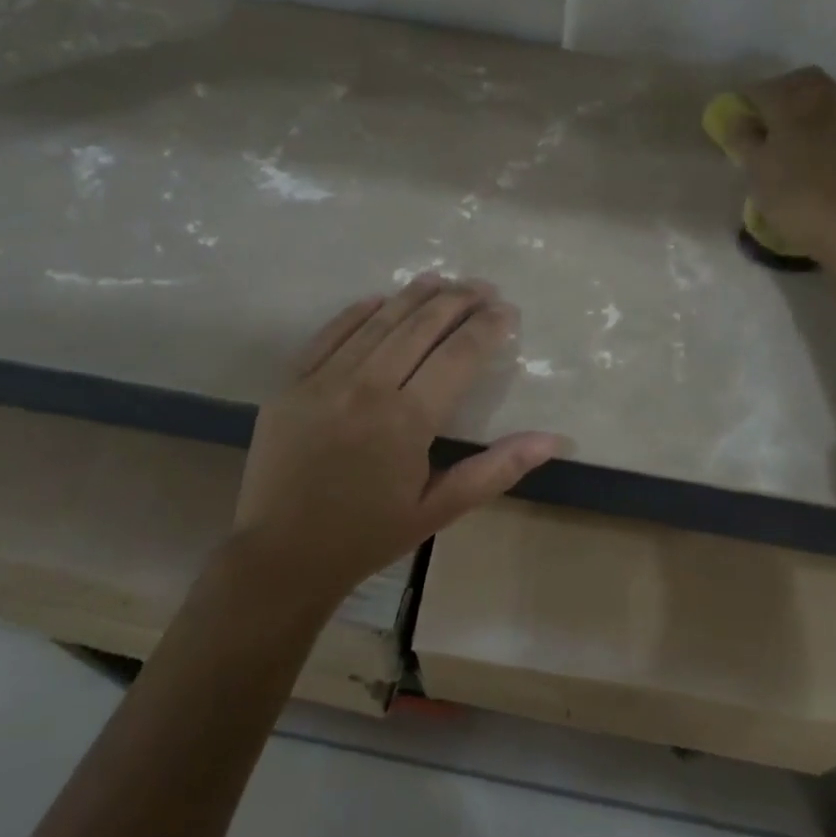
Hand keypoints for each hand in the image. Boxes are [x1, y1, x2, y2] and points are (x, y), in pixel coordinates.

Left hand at [230, 277, 566, 604]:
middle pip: (421, 327)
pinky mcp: (291, 383)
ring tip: (442, 280)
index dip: (488, 328)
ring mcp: (323, 380)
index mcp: (407, 420)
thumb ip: (497, 469)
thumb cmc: (369, 535)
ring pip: (378, 322)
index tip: (508, 311)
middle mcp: (366, 388)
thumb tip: (554, 439)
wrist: (281, 557)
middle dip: (458, 301)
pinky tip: (381, 299)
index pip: (459, 355)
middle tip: (483, 287)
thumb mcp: (440, 510)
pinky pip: (330, 333)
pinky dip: (359, 312)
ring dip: (414, 296)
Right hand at [724, 68, 835, 264]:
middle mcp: (823, 96)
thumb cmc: (797, 200)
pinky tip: (833, 134)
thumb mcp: (757, 173)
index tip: (740, 121)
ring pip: (830, 88)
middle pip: (799, 80)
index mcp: (788, 102)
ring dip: (813, 97)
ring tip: (803, 123)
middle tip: (769, 117)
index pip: (759, 89)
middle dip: (781, 91)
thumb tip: (738, 118)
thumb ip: (744, 140)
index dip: (746, 102)